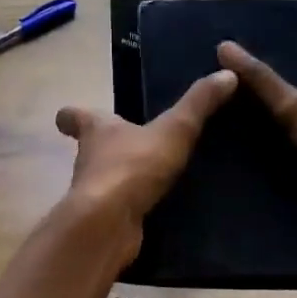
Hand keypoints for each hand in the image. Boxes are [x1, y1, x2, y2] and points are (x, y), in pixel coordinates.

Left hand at [55, 68, 238, 239]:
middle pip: (91, 149)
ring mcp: (94, 194)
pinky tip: (156, 209)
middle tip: (132, 143)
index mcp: (97, 130)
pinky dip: (132, 207)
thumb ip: (199, 103)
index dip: (72, 116)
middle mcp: (88, 160)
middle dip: (108, 147)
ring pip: (105, 180)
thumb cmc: (133, 166)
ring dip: (122, 178)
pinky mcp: (104, 222)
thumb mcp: (174, 129)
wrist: (108, 224)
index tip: (69, 117)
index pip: (74, 116)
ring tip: (152, 177)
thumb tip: (227, 73)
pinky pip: (120, 209)